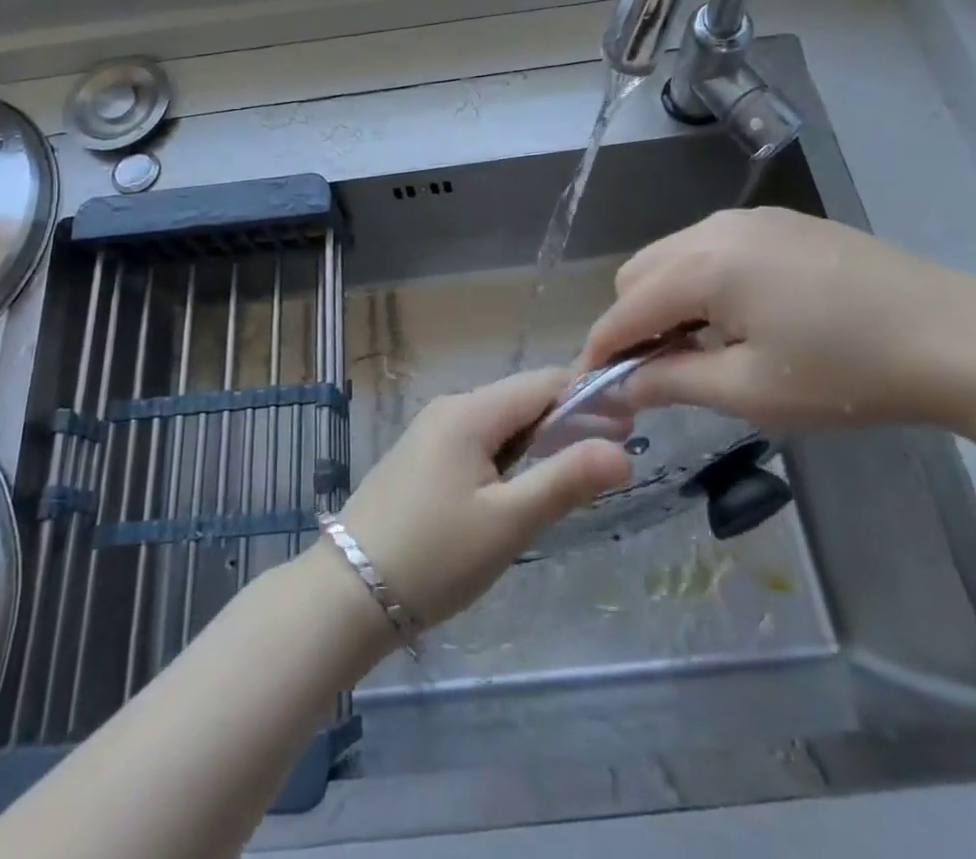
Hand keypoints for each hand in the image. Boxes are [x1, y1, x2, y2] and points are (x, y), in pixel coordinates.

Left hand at [334, 368, 631, 628]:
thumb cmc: (434, 556)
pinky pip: (478, 441)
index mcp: (470, 411)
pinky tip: (522, 485)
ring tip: (574, 474)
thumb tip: (621, 449)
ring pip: (500, 422)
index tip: (629, 425)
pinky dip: (509, 454)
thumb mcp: (508, 522)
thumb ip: (565, 480)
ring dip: (539, 439)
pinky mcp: (422, 457)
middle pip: (521, 399)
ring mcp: (431, 431)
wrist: (346, 593)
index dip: (589, 397)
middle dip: (567, 420)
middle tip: (610, 457)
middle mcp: (450, 408)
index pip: (542, 382)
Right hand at [578, 207, 975, 433]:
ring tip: (701, 348)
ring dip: (666, 300)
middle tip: (658, 373)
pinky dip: (701, 282)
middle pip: (639, 273)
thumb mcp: (752, 391)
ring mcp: (749, 219)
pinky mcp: (779, 222)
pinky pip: (711, 248)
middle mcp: (714, 228)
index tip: (593, 388)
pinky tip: (740, 317)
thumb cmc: (849, 374)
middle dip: (632, 322)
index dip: (601, 349)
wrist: (959, 336)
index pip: (625, 308)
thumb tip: (622, 386)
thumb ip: (674, 382)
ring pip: (673, 255)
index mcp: (703, 265)